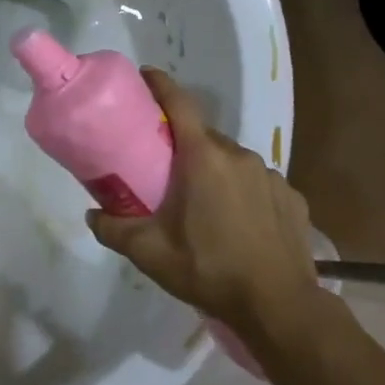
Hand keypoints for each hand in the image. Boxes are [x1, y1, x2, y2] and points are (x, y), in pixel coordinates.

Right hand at [86, 69, 318, 340]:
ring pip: (231, 161)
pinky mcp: (292, 199)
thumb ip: (113, 229)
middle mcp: (238, 156)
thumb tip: (92, 215)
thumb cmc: (208, 269)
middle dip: (182, 144)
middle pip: (204, 136)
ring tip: (201, 203)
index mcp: (203, 157)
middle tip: (162, 168)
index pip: (180, 103)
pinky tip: (236, 223)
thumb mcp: (148, 253)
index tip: (144, 77)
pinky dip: (242, 192)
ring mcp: (270, 176)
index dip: (160, 84)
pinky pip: (257, 183)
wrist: (280, 307)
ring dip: (213, 171)